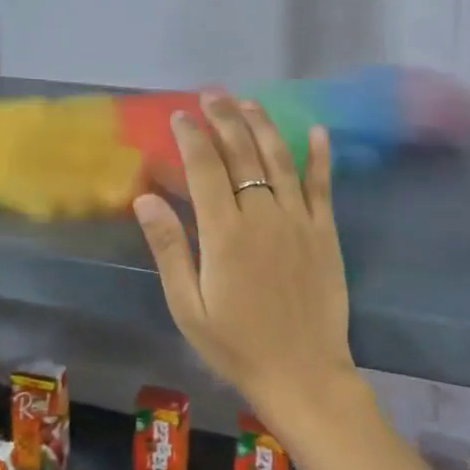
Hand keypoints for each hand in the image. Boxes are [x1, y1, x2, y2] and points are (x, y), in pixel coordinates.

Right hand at [134, 93, 356, 421]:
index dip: (190, 138)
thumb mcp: (188, 306)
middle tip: (211, 95)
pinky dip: (320, 156)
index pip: (204, 169)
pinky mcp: (325, 232)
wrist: (303, 374)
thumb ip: (169, 248)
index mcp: (225, 233)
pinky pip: (322, 185)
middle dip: (224, 119)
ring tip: (248, 101)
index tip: (179, 116)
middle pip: (241, 153)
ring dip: (262, 126)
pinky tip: (316, 130)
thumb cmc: (237, 345)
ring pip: (279, 159)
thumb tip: (145, 198)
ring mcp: (298, 220)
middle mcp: (263, 215)